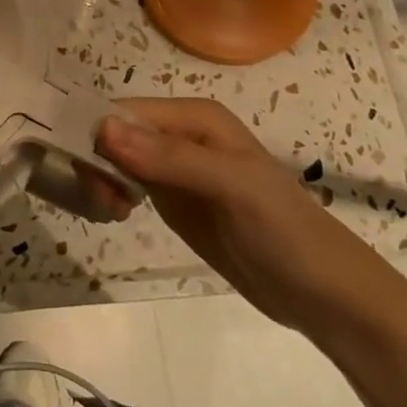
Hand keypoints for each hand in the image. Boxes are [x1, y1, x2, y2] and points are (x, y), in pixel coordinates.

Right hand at [97, 98, 406, 340]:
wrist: (323, 295)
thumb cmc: (285, 232)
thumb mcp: (231, 188)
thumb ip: (170, 158)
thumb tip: (104, 129)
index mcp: (196, 117)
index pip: (126, 111)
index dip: (97, 134)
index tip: (83, 172)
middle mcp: (181, 134)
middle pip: (116, 132)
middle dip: (96, 158)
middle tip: (102, 199)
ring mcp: (176, 168)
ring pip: (117, 157)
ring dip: (101, 177)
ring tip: (109, 209)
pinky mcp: (174, 199)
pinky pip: (129, 182)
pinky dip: (112, 193)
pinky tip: (114, 212)